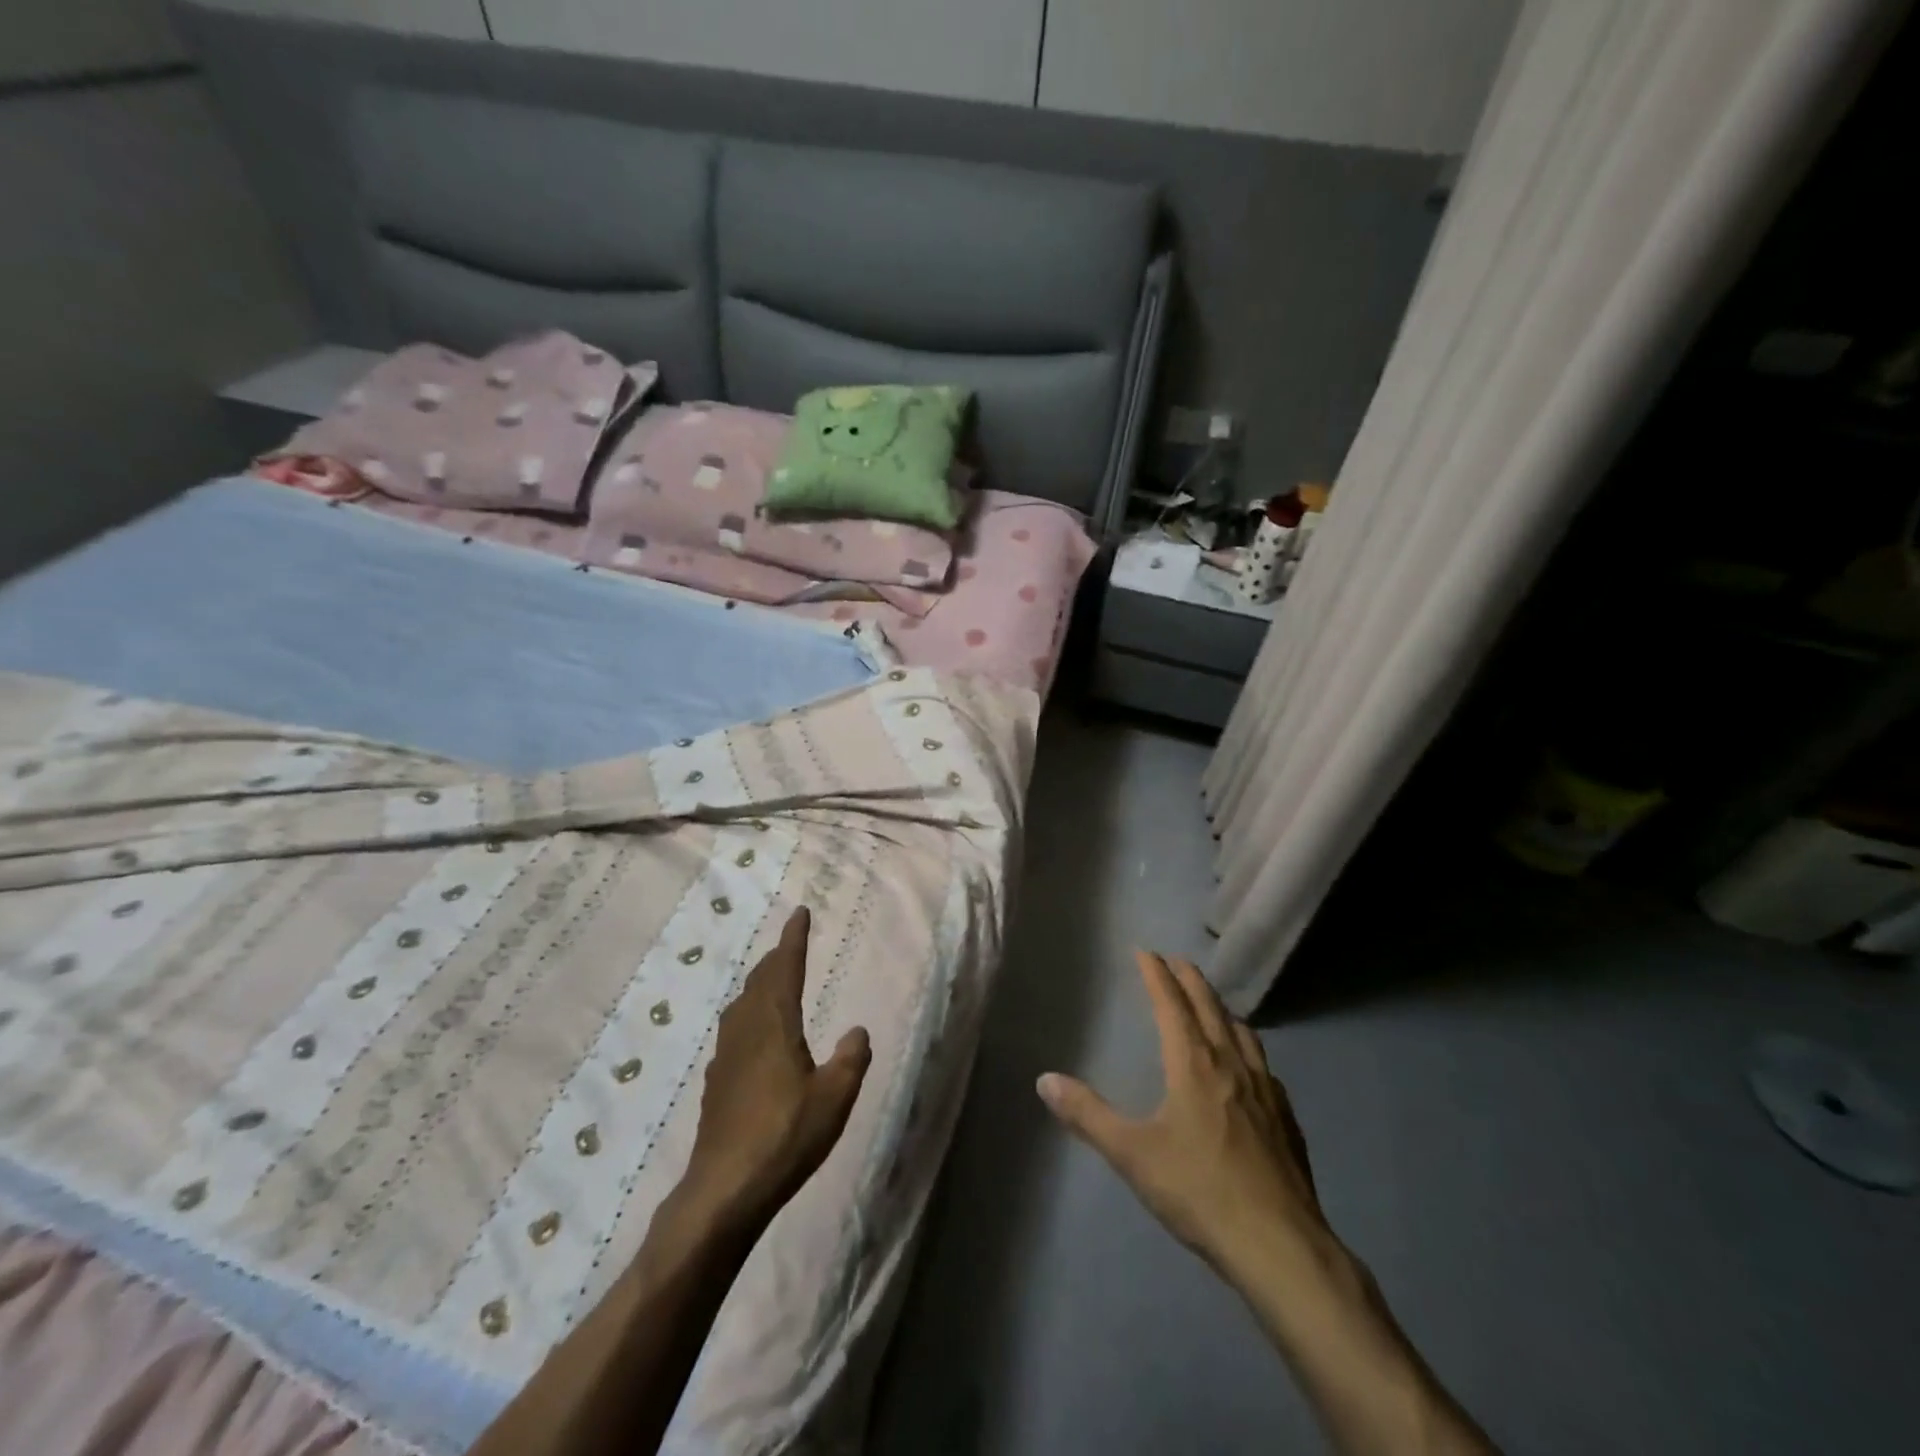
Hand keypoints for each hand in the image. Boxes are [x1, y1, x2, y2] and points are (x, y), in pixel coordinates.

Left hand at [682, 907, 871, 1226]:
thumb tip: (857, 1031)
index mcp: (774, 1024)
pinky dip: (750, 1014)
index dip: (793, 940)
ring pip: (743, 1004)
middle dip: (776, 958)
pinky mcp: (716, 1082)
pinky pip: (735, 1029)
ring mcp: (726, 1056)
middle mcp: (746, 1030)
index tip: (799, 913)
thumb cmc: (785, 1136)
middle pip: (759, 981)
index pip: (785, 969)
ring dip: (760, 984)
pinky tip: (755, 1034)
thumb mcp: (834, 1097)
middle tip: (791, 944)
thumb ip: (851, 1059)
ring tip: (774, 980)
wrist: (724, 1189)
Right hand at [1037, 950, 1329, 1274]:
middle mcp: (1231, 1064)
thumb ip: (1087, 1115)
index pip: (1171, 1005)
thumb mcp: (1132, 1154)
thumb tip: (1044, 1080)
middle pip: (1209, 1007)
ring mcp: (1264, 1090)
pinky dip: (1248, 1048)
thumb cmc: (1199, 1191)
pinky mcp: (1286, 1119)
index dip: (1157, 975)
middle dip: (1190, 980)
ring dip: (1221, 1008)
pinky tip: (1249, 1067)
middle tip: (1177, 960)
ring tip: (1212, 1004)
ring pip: (1242, 1032)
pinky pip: (1263, 1065)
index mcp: (1193, 1064)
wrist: (1279, 1245)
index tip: (1146, 951)